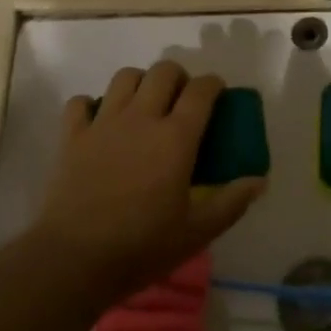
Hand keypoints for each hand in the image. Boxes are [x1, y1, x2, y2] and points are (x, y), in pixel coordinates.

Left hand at [34, 61, 263, 304]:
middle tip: (181, 100)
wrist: (73, 260)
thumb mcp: (196, 232)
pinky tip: (99, 122)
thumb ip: (231, 203)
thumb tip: (258, 180)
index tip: (218, 93)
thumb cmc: (141, 247)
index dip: (213, 84)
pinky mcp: (72, 135)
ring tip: (144, 105)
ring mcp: (104, 122)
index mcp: (176, 137)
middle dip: (178, 76)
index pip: (201, 90)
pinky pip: (81, 102)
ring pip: (125, 77)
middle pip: (163, 71)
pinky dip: (92, 105)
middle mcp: (142, 117)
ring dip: (139, 83)